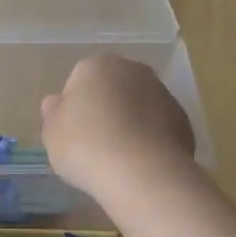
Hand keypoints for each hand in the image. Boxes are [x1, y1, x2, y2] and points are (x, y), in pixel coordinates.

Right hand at [40, 54, 195, 201]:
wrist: (140, 172)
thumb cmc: (85, 145)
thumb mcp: (52, 132)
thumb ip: (53, 114)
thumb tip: (56, 102)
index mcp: (97, 65)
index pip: (79, 79)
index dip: (73, 107)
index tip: (71, 132)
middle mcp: (133, 70)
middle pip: (113, 89)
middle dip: (105, 110)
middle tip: (93, 144)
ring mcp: (163, 94)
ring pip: (138, 107)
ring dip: (129, 124)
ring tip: (117, 159)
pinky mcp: (183, 121)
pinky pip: (157, 128)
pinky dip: (149, 141)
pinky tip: (139, 165)